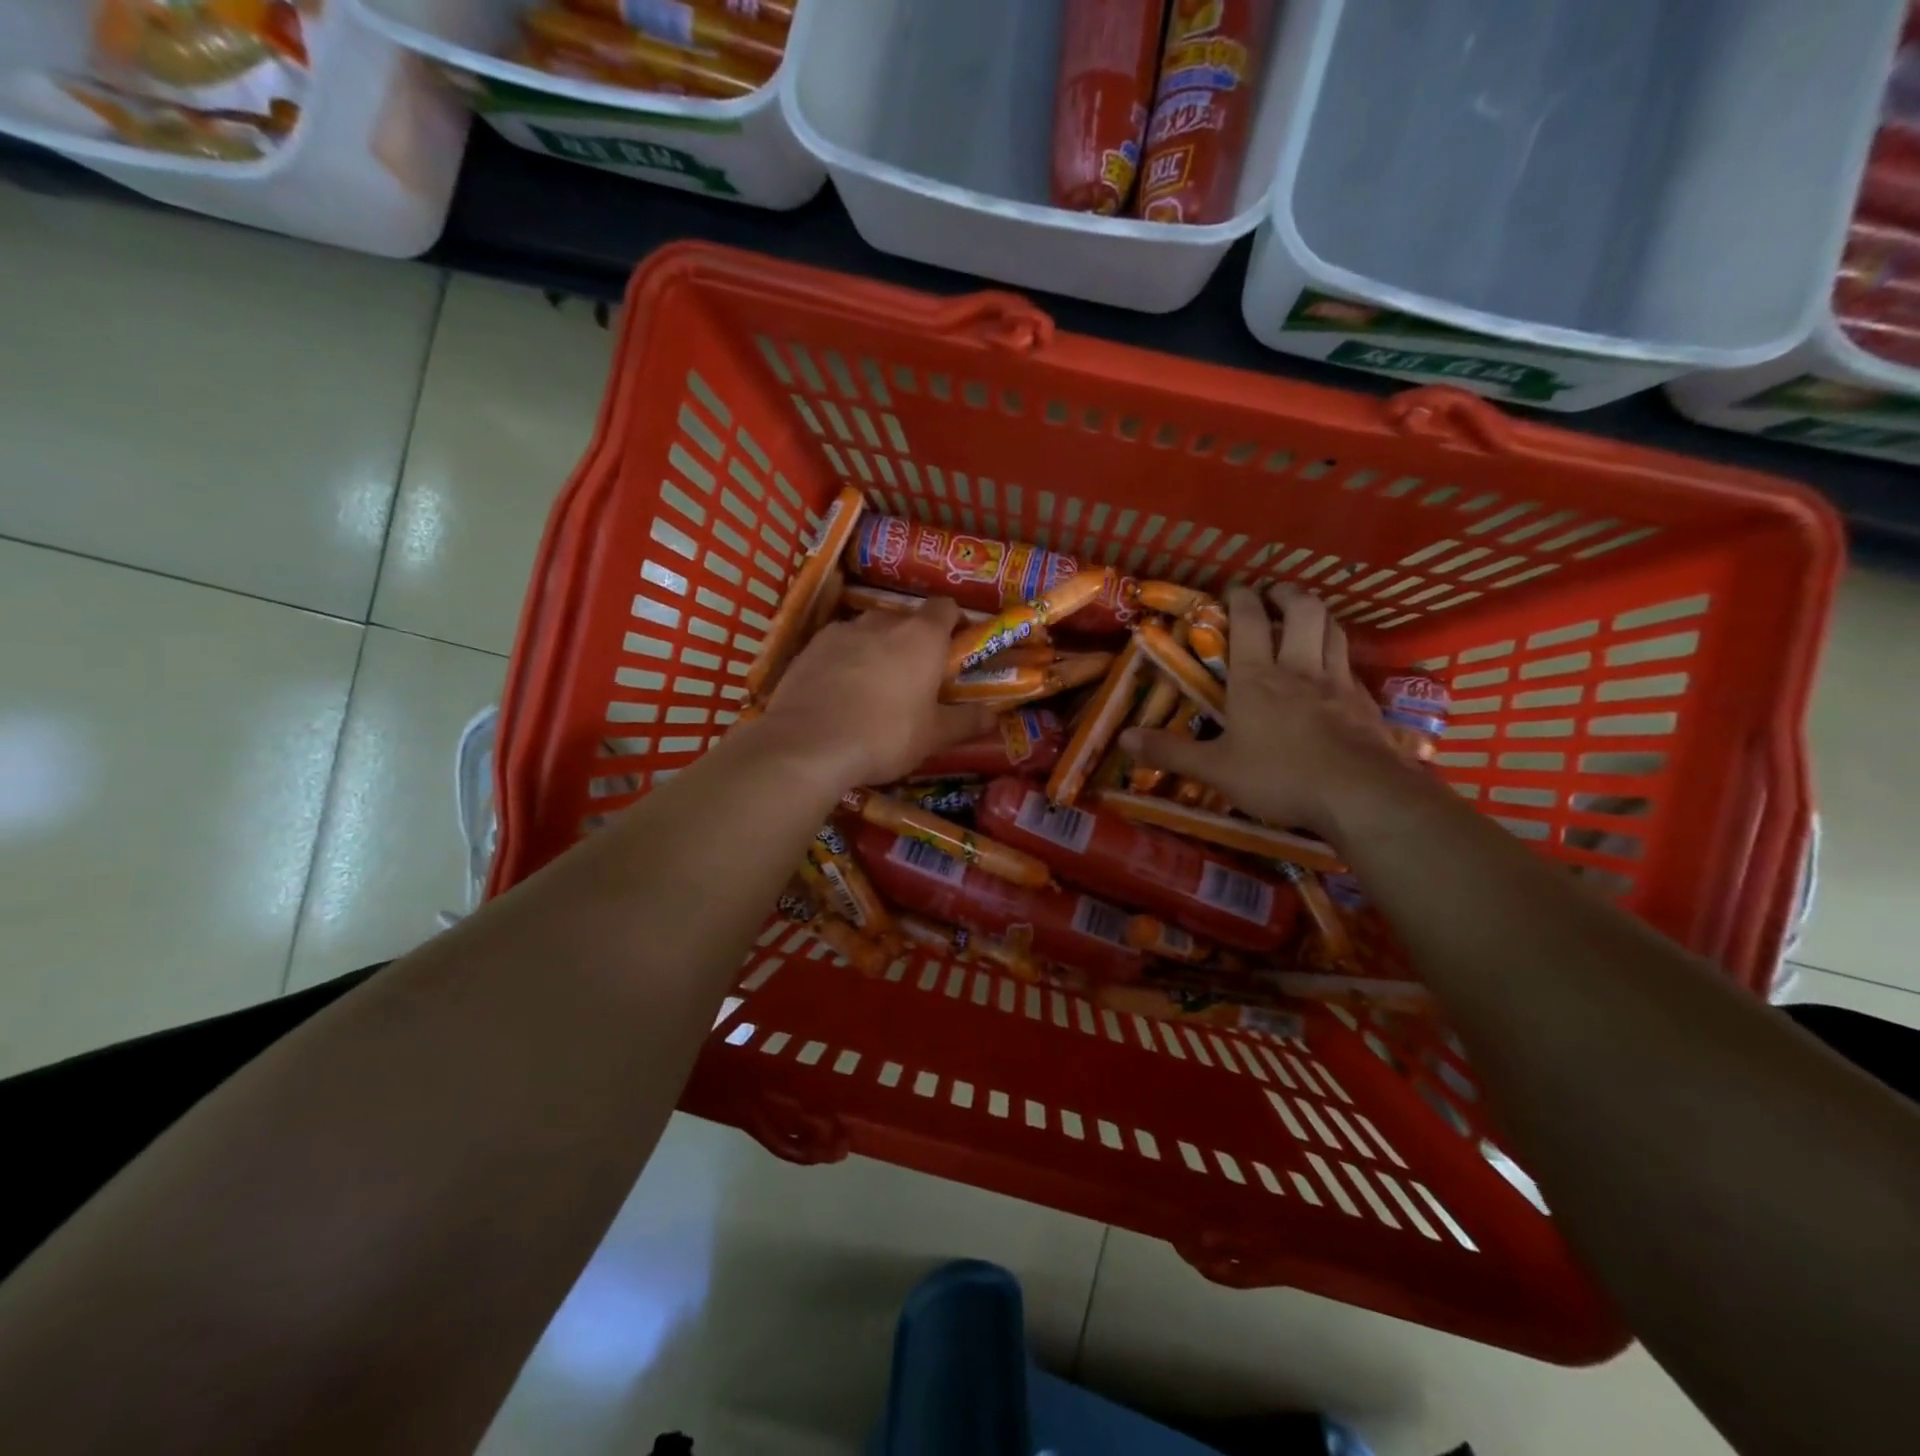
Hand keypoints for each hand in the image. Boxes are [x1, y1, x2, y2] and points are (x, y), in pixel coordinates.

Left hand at [757, 595, 996, 787]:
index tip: (954, 646)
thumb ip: (965, 721)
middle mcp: (883, 622)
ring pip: (868, 632)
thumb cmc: (885, 736)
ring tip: (873, 687)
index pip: (945, 607)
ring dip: (876, 650)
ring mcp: (842, 631)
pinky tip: (839, 693)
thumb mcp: (933, 736)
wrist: (808, 744)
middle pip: (905, 619)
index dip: (953, 623)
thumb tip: (993, 716)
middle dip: (912, 641)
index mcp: (922, 636)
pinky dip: (843, 662)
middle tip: (914, 676)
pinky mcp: (809, 647)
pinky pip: (836, 647)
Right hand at [1120, 585, 1412, 839]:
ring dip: (1318, 616)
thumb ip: (1170, 752)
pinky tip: (1335, 670)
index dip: (1240, 598)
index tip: (1233, 588)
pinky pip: (1351, 666)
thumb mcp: (1215, 769)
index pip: (1249, 622)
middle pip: (1302, 612)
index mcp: (1257, 679)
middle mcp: (1299, 669)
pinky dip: (1340, 656)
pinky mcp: (1365, 703)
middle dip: (1287, 595)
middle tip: (1275, 595)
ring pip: (1333, 630)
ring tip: (1306, 618)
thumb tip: (1124, 738)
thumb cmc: (1279, 777)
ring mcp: (1337, 683)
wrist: (1360, 795)